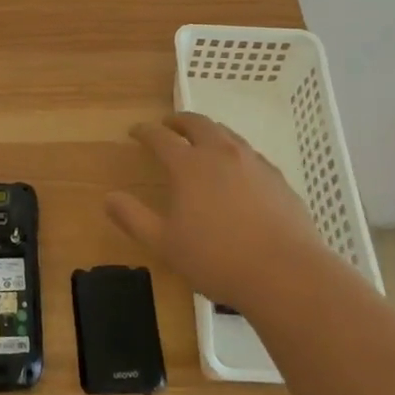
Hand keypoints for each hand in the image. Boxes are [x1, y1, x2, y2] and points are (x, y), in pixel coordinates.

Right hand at [106, 112, 335, 310]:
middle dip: (179, 121)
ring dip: (208, 131)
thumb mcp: (165, 244)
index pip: (160, 138)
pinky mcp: (277, 177)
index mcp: (189, 165)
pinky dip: (234, 151)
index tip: (135, 131)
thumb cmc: (217, 259)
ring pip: (226, 133)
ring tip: (202, 141)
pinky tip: (236, 169)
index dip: (145, 132)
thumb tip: (109, 198)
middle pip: (197, 123)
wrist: (286, 273)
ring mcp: (253, 162)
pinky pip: (249, 153)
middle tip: (169, 125)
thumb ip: (134, 218)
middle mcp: (220, 153)